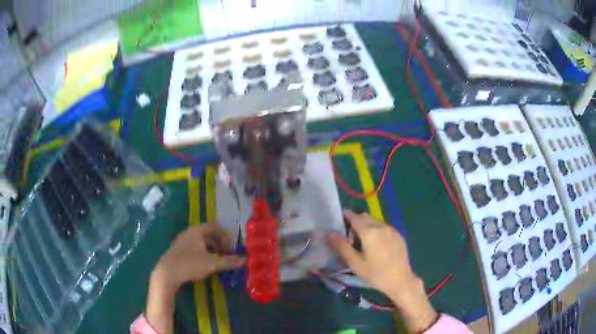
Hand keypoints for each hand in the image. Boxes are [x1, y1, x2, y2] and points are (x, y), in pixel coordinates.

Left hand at [146, 223, 244, 333]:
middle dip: (219, 243)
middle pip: (208, 234)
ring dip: (211, 249)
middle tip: (226, 254)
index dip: (225, 235)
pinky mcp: (178, 251)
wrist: (167, 273)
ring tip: (217, 261)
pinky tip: (205, 264)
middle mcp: (189, 233)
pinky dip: (203, 253)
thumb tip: (244, 259)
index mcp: (197, 231)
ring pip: (201, 242)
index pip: (215, 226)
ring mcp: (182, 241)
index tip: (231, 247)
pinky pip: (194, 248)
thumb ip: (228, 261)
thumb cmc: (190, 264)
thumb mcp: (211, 263)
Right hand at [328, 210, 437, 332]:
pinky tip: (377, 245)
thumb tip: (328, 232)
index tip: (339, 220)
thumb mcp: (355, 263)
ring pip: (375, 220)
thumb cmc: (375, 274)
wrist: (400, 280)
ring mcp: (392, 229)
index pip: (354, 216)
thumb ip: (341, 246)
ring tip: (363, 242)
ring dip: (367, 225)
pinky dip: (377, 230)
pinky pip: (384, 226)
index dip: (345, 216)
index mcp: (369, 232)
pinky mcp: (398, 234)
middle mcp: (381, 226)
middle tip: (350, 236)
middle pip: (365, 216)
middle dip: (356, 221)